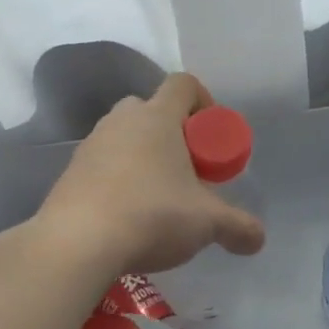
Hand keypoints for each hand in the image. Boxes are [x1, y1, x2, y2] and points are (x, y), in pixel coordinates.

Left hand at [36, 73, 264, 276]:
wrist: (75, 244)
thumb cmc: (151, 215)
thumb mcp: (207, 223)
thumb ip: (237, 227)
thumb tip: (259, 239)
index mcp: (158, 117)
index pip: (184, 84)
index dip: (203, 101)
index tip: (211, 135)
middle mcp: (122, 121)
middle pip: (151, 109)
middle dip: (172, 132)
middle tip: (187, 168)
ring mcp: (91, 145)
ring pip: (124, 136)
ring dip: (143, 156)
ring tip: (157, 197)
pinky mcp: (69, 173)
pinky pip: (101, 164)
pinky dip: (117, 180)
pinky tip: (127, 216)